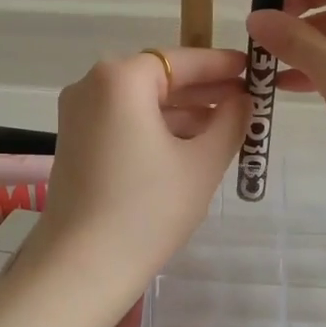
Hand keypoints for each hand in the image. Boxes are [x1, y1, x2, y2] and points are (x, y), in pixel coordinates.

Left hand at [32, 47, 248, 295]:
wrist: (82, 267)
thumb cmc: (148, 209)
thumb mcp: (202, 163)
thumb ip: (230, 122)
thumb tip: (243, 100)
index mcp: (120, 79)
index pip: (180, 59)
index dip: (220, 65)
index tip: (251, 69)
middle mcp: (91, 85)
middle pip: (157, 77)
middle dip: (202, 90)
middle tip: (245, 100)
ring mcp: (77, 114)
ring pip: (140, 101)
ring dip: (181, 111)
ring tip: (225, 127)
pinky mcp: (74, 142)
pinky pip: (123, 121)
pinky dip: (155, 127)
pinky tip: (188, 146)